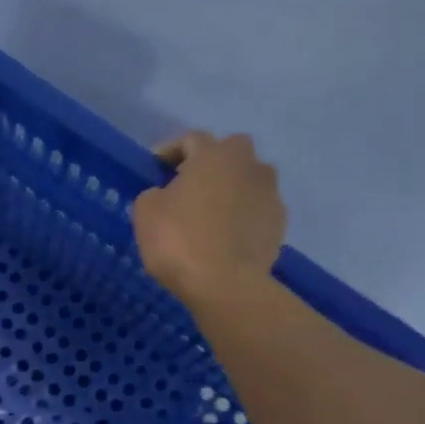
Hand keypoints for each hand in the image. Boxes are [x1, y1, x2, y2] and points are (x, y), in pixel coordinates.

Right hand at [132, 132, 287, 309]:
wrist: (225, 284)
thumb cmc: (179, 240)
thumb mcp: (145, 212)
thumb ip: (154, 193)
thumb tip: (165, 194)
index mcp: (215, 155)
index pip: (191, 139)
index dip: (170, 151)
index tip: (155, 167)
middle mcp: (249, 165)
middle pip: (228, 153)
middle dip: (208, 164)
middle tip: (187, 186)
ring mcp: (270, 193)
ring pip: (247, 180)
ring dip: (229, 189)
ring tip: (209, 212)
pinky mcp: (279, 222)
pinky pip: (256, 209)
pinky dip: (242, 215)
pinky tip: (226, 235)